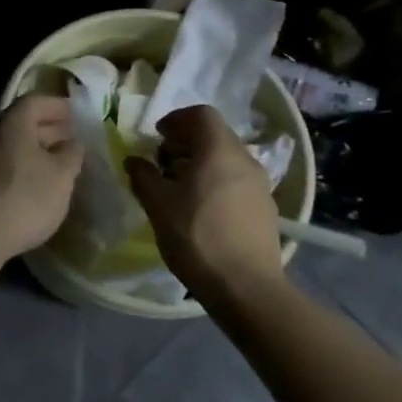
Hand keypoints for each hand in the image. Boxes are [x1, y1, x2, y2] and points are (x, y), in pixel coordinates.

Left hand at [0, 94, 82, 265]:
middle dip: (47, 128)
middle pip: (21, 122)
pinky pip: (1, 164)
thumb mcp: (61, 176)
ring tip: (57, 165)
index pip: (35, 101)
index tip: (76, 115)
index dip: (58, 106)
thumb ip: (71, 154)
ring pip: (10, 145)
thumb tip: (72, 143)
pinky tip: (33, 185)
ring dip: (34, 150)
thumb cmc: (23, 198)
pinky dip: (20, 167)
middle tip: (70, 139)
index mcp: (12, 123)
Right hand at [125, 106, 284, 295]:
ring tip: (179, 188)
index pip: (201, 114)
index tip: (157, 137)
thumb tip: (135, 161)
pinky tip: (201, 209)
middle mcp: (245, 160)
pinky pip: (236, 180)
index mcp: (219, 151)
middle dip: (186, 142)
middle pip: (215, 135)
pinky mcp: (265, 208)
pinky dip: (216, 181)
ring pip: (226, 159)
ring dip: (201, 162)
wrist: (246, 287)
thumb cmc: (196, 237)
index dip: (176, 119)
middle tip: (162, 163)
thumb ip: (143, 175)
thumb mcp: (157, 204)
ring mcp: (260, 185)